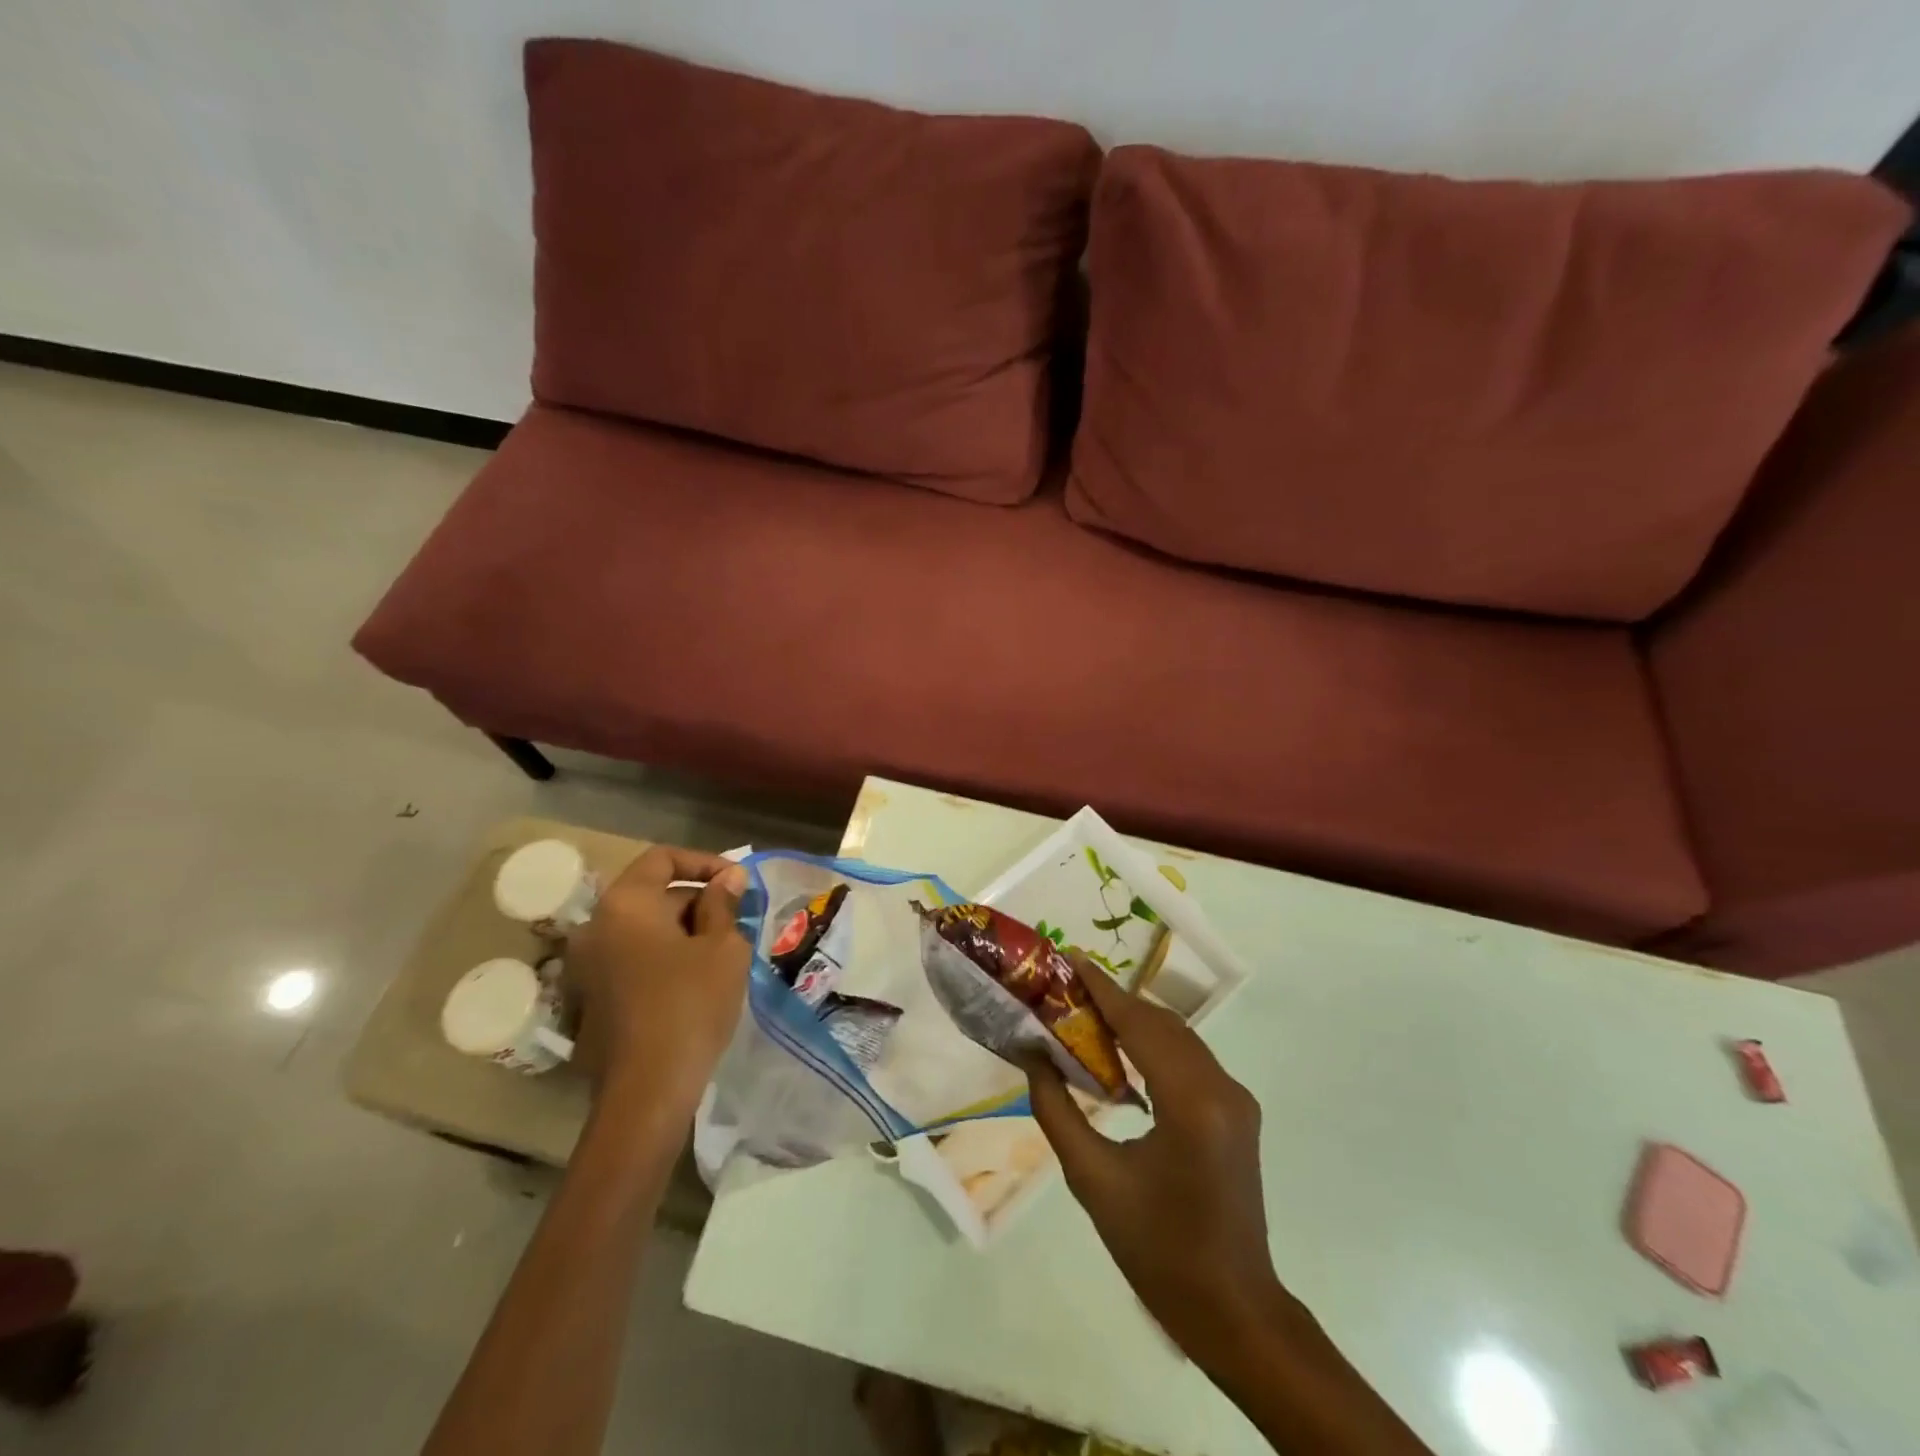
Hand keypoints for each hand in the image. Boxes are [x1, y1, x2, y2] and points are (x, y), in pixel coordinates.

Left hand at [565, 846, 749, 1116]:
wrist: (646, 1090)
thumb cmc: (690, 1003)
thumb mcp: (723, 947)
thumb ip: (723, 904)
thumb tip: (728, 877)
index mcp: (625, 904)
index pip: (663, 859)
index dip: (706, 863)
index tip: (739, 882)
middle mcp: (596, 927)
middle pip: (652, 894)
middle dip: (698, 901)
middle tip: (739, 921)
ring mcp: (588, 966)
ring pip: (644, 930)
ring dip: (684, 931)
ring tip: (724, 952)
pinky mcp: (591, 999)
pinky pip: (633, 960)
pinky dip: (664, 957)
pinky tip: (696, 982)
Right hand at [1023, 954, 1290, 1368]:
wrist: (1233, 1309)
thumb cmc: (1156, 1250)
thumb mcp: (1092, 1180)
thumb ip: (1057, 1109)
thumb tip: (1031, 1056)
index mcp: (1190, 1103)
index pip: (1138, 1024)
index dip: (1102, 987)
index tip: (1069, 957)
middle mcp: (1222, 1088)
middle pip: (1160, 1023)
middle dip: (1114, 1000)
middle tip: (1067, 986)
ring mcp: (1236, 1098)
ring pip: (1179, 1037)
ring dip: (1134, 1020)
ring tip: (1086, 1010)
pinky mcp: (1238, 1111)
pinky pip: (1190, 1059)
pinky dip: (1154, 1044)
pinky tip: (1122, 1049)